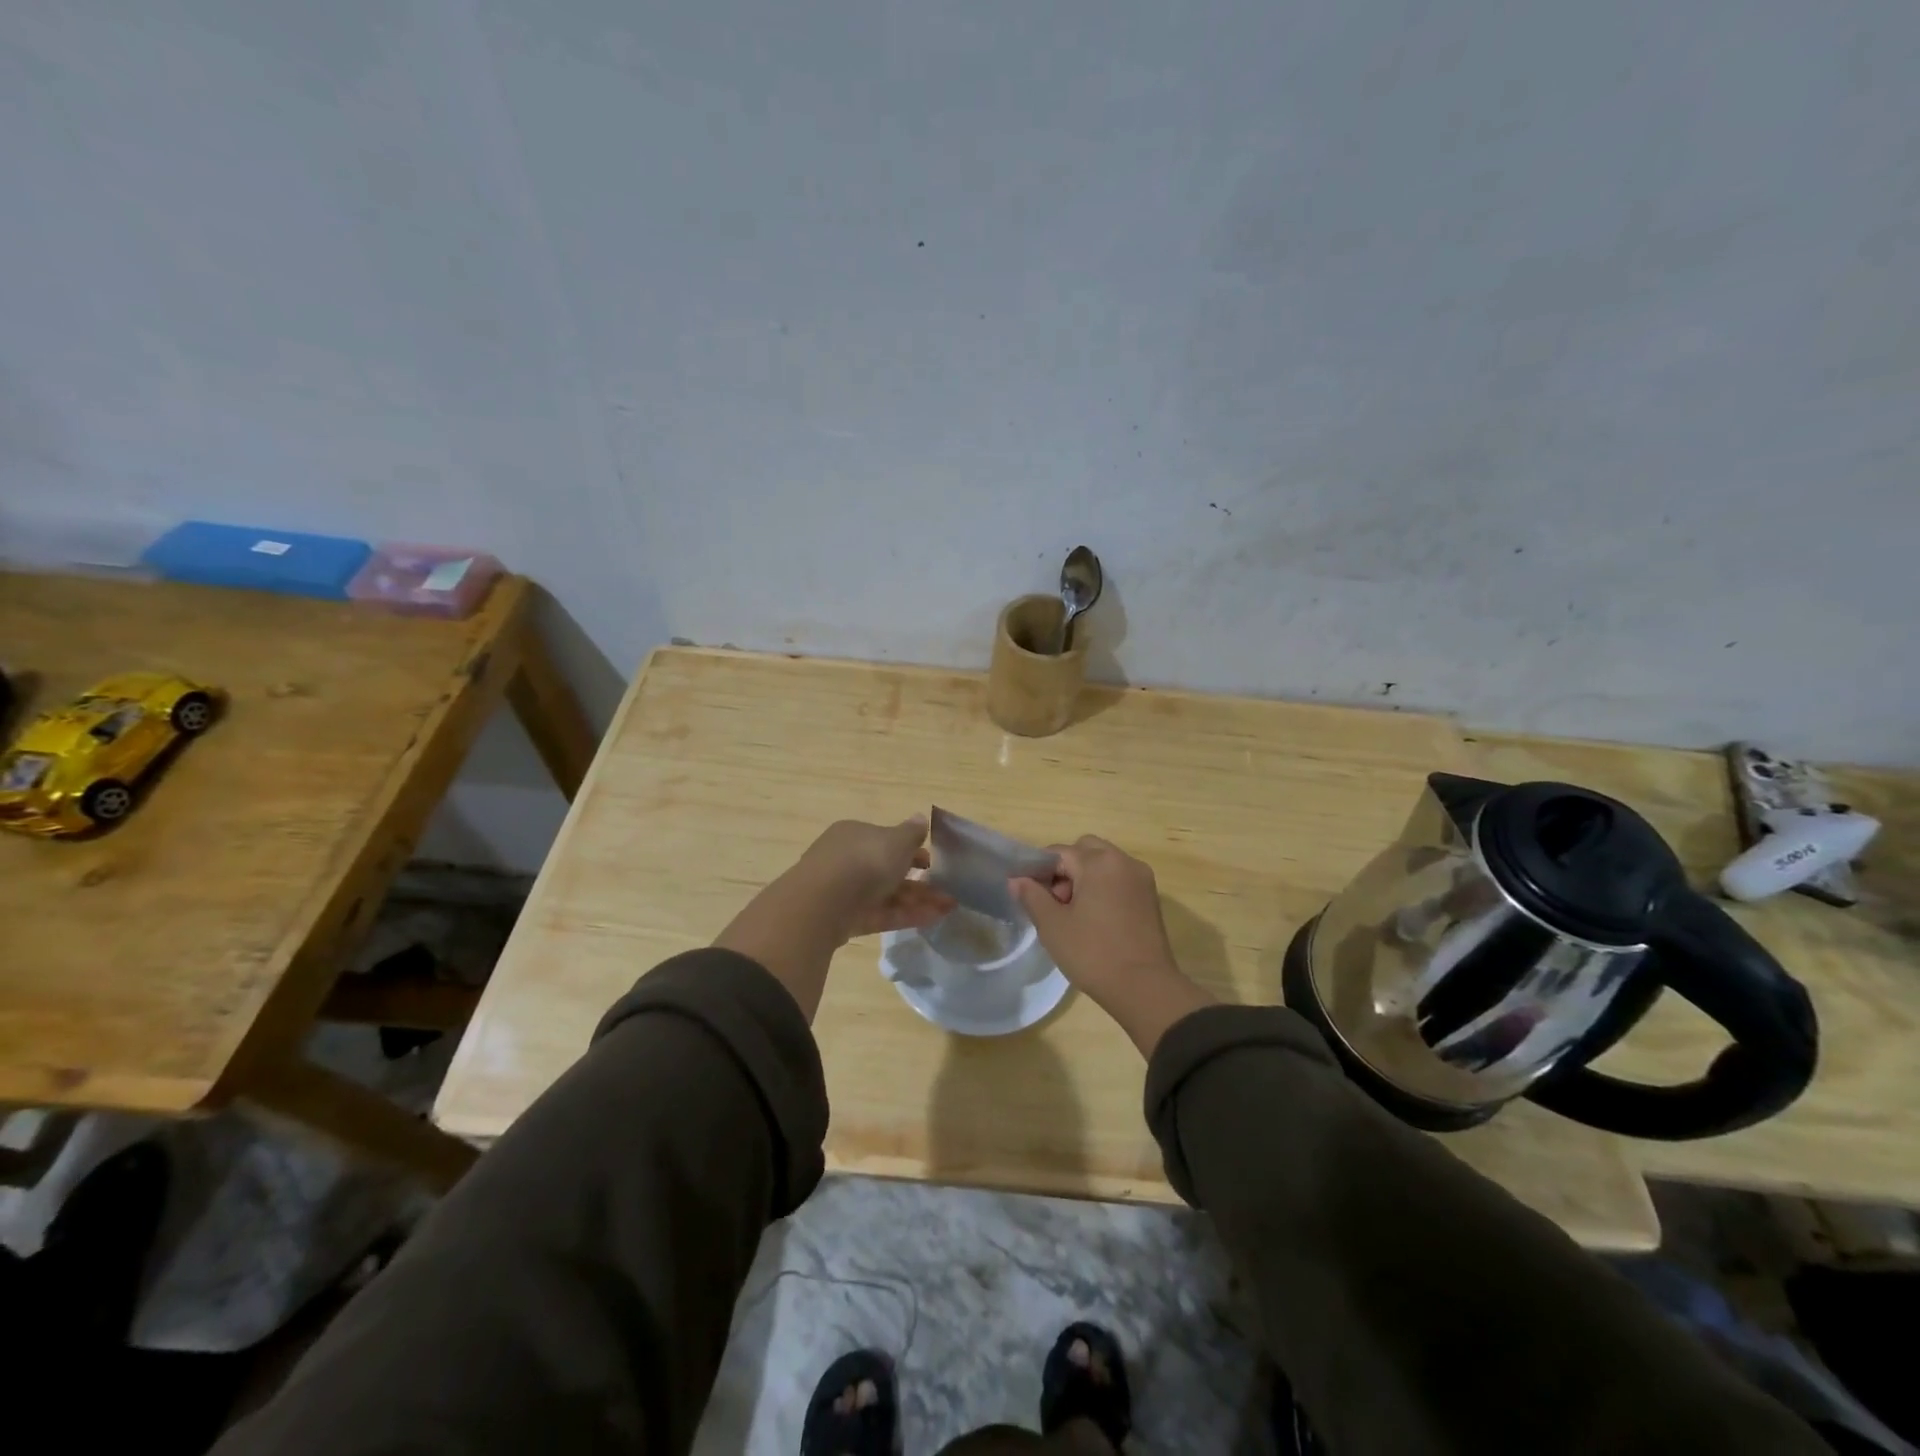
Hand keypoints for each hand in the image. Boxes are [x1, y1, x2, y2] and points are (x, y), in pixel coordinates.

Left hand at [795, 817, 955, 939]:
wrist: (824, 903)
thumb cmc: (865, 860)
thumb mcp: (896, 841)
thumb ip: (912, 832)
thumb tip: (921, 818)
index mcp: (855, 834)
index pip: (885, 840)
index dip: (911, 850)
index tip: (932, 862)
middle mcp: (847, 859)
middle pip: (888, 869)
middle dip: (919, 880)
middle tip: (946, 890)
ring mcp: (845, 891)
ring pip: (887, 894)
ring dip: (919, 900)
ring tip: (949, 908)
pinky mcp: (846, 919)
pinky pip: (881, 914)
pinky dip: (905, 916)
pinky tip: (932, 920)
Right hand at [1010, 836, 1214, 1057]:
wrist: (1145, 988)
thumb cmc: (1093, 953)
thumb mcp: (1052, 925)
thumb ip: (1031, 896)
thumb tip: (1016, 879)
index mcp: (1098, 862)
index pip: (1059, 852)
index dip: (1039, 871)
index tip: (1030, 895)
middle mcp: (1123, 861)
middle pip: (1085, 850)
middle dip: (1066, 869)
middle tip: (1057, 903)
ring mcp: (1141, 878)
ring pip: (1104, 864)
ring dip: (1086, 878)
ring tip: (1076, 914)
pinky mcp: (1151, 897)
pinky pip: (1120, 879)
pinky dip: (1104, 888)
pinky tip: (1096, 920)